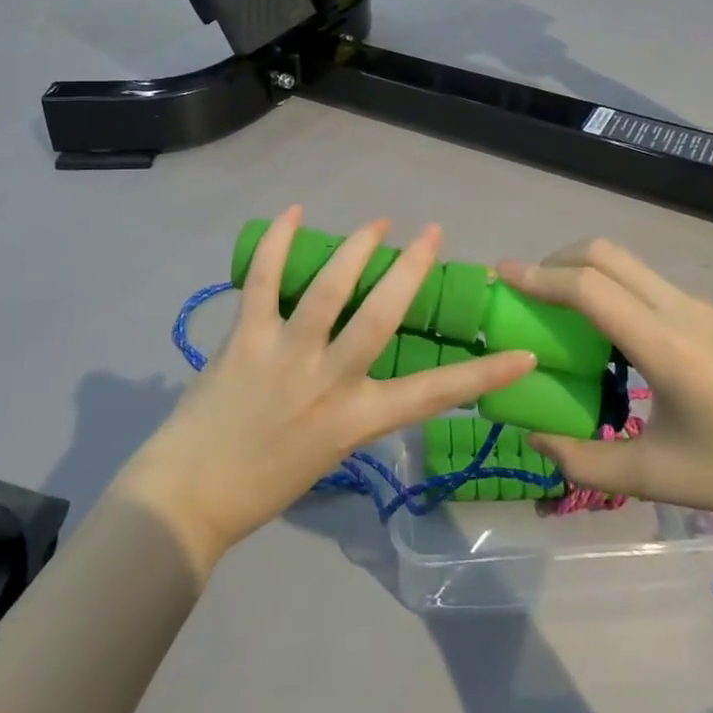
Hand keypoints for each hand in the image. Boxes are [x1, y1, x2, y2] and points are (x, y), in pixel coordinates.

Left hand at [116, 208, 537, 572]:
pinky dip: (278, 242)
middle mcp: (328, 382)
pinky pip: (264, 280)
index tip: (523, 353)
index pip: (433, 395)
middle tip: (432, 233)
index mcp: (356, 420)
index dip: (483, 374)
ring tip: (378, 222)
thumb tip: (358, 364)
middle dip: (411, 270)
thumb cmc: (263, 485)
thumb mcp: (327, 452)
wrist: (188, 499)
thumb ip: (348, 406)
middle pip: (382, 317)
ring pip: (330, 290)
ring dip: (357, 248)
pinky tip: (293, 212)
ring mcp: (286, 355)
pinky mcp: (246, 337)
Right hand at [499, 240, 712, 534]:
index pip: (587, 287)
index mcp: (663, 344)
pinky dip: (608, 285)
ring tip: (557, 308)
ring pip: (625, 261)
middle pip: (603, 253)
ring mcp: (696, 306)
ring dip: (582, 270)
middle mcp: (677, 309)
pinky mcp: (708, 313)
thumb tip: (536, 438)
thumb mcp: (659, 477)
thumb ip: (587, 460)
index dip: (538, 277)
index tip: (500, 275)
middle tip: (526, 291)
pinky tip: (606, 331)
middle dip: (555, 261)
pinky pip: (644, 281)